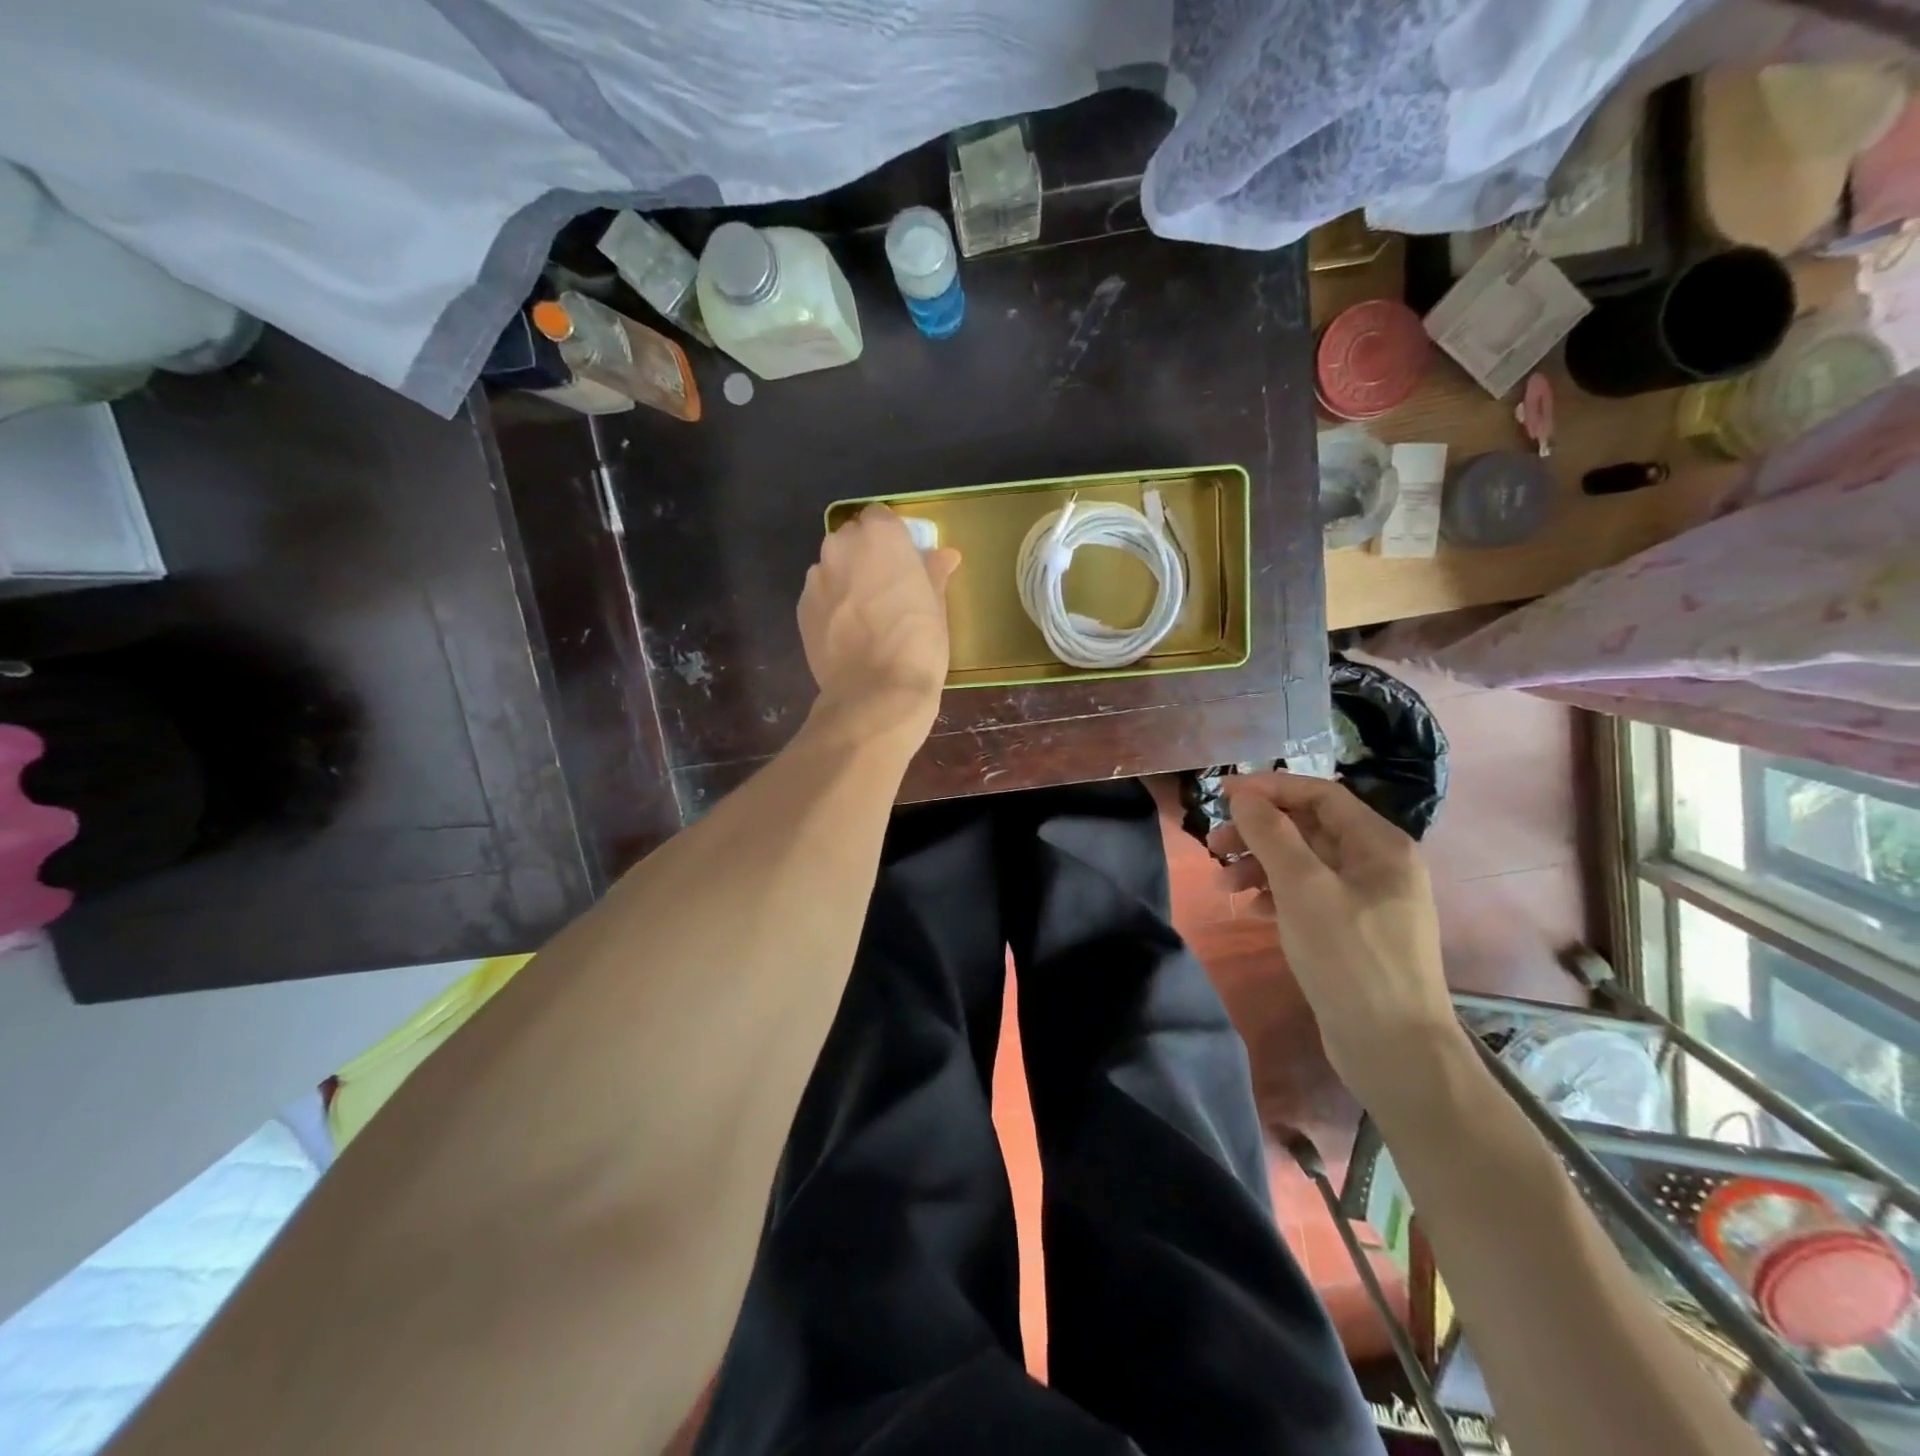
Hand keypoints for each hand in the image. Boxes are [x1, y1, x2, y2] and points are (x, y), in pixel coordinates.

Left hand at [798, 505, 960, 747]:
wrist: (875, 693)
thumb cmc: (917, 643)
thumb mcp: (936, 606)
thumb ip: (934, 573)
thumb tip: (944, 555)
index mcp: (879, 536)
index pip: (880, 517)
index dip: (891, 538)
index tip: (903, 561)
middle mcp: (840, 547)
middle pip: (851, 539)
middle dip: (866, 556)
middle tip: (886, 588)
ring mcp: (816, 578)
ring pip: (833, 568)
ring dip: (846, 580)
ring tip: (866, 615)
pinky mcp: (801, 609)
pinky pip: (820, 596)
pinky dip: (832, 606)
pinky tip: (849, 633)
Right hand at [1211, 772, 1455, 1090]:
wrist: (1394, 1050)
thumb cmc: (1350, 958)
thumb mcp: (1304, 889)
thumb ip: (1272, 835)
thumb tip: (1244, 795)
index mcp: (1380, 845)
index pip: (1319, 794)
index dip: (1269, 788)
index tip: (1222, 794)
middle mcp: (1377, 865)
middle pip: (1309, 827)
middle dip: (1258, 832)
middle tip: (1213, 846)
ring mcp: (1367, 900)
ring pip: (1303, 862)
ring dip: (1260, 864)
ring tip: (1224, 886)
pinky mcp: (1352, 930)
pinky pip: (1308, 894)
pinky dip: (1276, 893)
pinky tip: (1252, 909)